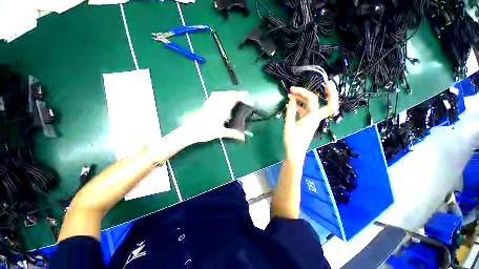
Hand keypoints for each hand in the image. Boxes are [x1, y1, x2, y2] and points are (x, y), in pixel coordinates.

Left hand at [182, 91, 248, 143]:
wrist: (191, 131)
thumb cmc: (205, 132)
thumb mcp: (220, 133)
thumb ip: (232, 134)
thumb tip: (243, 137)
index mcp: (221, 111)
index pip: (231, 100)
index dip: (239, 95)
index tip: (245, 93)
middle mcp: (216, 105)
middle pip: (226, 94)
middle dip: (234, 93)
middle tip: (241, 94)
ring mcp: (210, 104)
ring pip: (219, 94)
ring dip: (227, 92)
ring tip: (232, 94)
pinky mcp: (205, 105)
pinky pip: (213, 95)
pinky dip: (220, 93)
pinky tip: (221, 96)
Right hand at [283, 81, 338, 161]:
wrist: (294, 153)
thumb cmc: (292, 141)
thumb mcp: (289, 125)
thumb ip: (290, 111)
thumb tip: (291, 99)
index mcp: (313, 118)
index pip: (328, 104)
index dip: (332, 93)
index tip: (326, 82)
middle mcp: (314, 118)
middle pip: (314, 101)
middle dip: (304, 93)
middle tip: (292, 90)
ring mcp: (311, 120)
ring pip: (309, 106)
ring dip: (300, 99)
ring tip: (289, 96)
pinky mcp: (307, 123)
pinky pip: (304, 111)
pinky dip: (298, 106)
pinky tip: (290, 105)